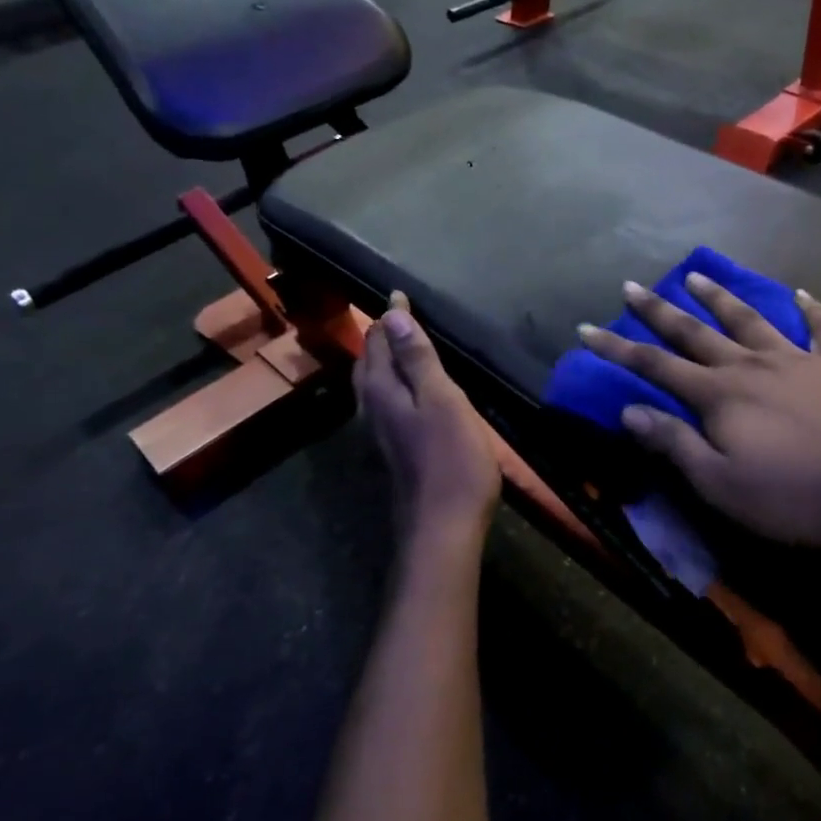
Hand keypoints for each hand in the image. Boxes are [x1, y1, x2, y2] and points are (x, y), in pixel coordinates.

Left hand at [355, 292, 500, 561]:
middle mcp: (373, 408)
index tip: (401, 293)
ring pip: (374, 384)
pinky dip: (395, 382)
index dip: (391, 316)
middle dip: (380, 335)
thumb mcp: (442, 401)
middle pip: (369, 362)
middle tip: (399, 314)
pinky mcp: (395, 449)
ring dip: (384, 359)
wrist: (443, 527)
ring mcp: (382, 432)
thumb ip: (417, 359)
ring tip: (402, 344)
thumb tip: (392, 315)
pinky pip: (387, 401)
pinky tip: (412, 390)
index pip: (378, 341)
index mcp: (383, 390)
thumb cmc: (451, 459)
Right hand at [578, 274, 820, 546]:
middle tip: (632, 285)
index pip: (655, 367)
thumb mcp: (722, 486)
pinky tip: (802, 293)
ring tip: (696, 275)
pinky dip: (811, 309)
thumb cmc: (798, 498)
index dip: (617, 349)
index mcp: (720, 397)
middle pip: (696, 332)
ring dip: (721, 298)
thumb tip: (628, 411)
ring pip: (751, 320)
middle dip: (659, 311)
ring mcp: (799, 360)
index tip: (587, 328)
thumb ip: (674, 445)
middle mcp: (752, 366)